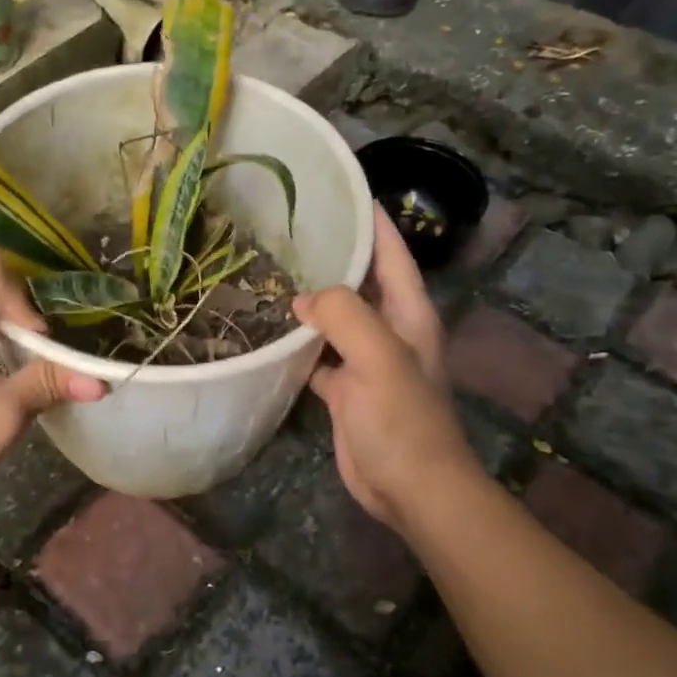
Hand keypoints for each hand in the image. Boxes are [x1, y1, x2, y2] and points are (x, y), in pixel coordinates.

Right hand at [294, 207, 480, 529]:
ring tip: (268, 270)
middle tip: (285, 228)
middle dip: (330, 254)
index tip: (340, 189)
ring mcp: (366, 360)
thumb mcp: (378, 356)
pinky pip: (317, 353)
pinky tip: (267, 330)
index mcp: (408, 313)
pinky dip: (296, 341)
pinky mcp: (345, 388)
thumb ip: (343, 314)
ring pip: (335, 316)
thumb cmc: (403, 420)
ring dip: (309, 297)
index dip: (371, 219)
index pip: (390, 252)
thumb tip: (302, 298)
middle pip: (360, 280)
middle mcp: (389, 329)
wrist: (410, 487)